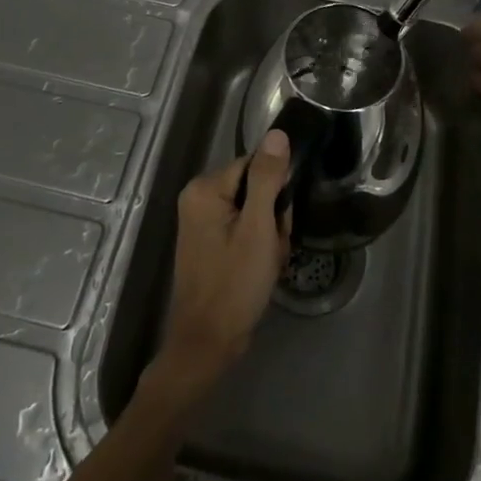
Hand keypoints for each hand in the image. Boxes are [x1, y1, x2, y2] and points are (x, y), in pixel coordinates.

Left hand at [146, 131, 292, 406]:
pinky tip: (260, 269)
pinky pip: (243, 228)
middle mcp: (198, 197)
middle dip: (272, 217)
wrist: (207, 346)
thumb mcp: (258, 229)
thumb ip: (268, 178)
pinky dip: (257, 246)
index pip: (256, 165)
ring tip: (268, 263)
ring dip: (268, 235)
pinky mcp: (209, 241)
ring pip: (253, 210)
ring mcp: (202, 221)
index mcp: (205, 188)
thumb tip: (278, 134)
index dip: (276, 192)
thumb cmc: (234, 285)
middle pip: (255, 187)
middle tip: (273, 248)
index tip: (281, 221)